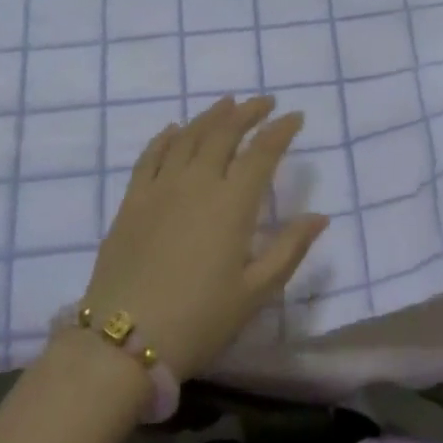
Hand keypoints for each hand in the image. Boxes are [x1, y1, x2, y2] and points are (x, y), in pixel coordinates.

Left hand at [82, 95, 327, 378]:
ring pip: (189, 136)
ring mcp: (161, 186)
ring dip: (211, 116)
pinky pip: (151, 154)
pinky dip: (167, 136)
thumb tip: (320, 217)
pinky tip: (174, 130)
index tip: (295, 116)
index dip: (281, 130)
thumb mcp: (254, 293)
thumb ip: (289, 249)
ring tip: (227, 104)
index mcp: (232, 203)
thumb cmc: (198, 319)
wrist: (123, 340)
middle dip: (248, 112)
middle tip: (264, 102)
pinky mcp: (133, 198)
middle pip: (225, 132)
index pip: (262, 152)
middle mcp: (198, 181)